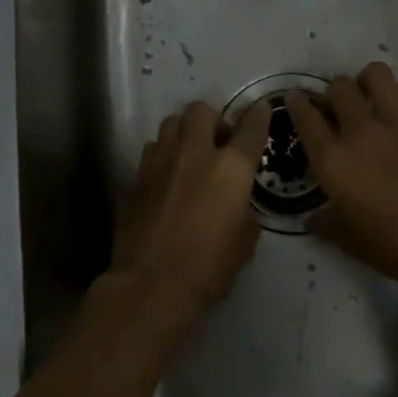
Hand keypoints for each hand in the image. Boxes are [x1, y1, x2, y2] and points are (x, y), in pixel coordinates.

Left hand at [103, 99, 273, 341]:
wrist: (150, 286)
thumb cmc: (208, 268)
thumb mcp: (245, 241)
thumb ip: (244, 209)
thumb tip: (237, 202)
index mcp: (230, 168)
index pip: (250, 128)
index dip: (259, 116)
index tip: (261, 110)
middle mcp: (194, 154)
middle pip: (201, 110)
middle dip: (212, 119)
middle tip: (218, 142)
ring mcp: (160, 162)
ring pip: (171, 123)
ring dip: (185, 132)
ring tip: (190, 155)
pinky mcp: (136, 177)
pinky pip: (152, 149)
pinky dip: (163, 154)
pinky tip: (167, 176)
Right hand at [287, 63, 397, 293]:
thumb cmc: (395, 248)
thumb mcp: (349, 241)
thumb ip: (326, 224)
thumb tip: (312, 218)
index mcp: (333, 161)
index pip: (305, 118)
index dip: (296, 103)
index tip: (296, 98)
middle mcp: (360, 132)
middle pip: (339, 88)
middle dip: (335, 91)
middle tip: (340, 103)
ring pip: (376, 76)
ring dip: (369, 77)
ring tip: (371, 87)